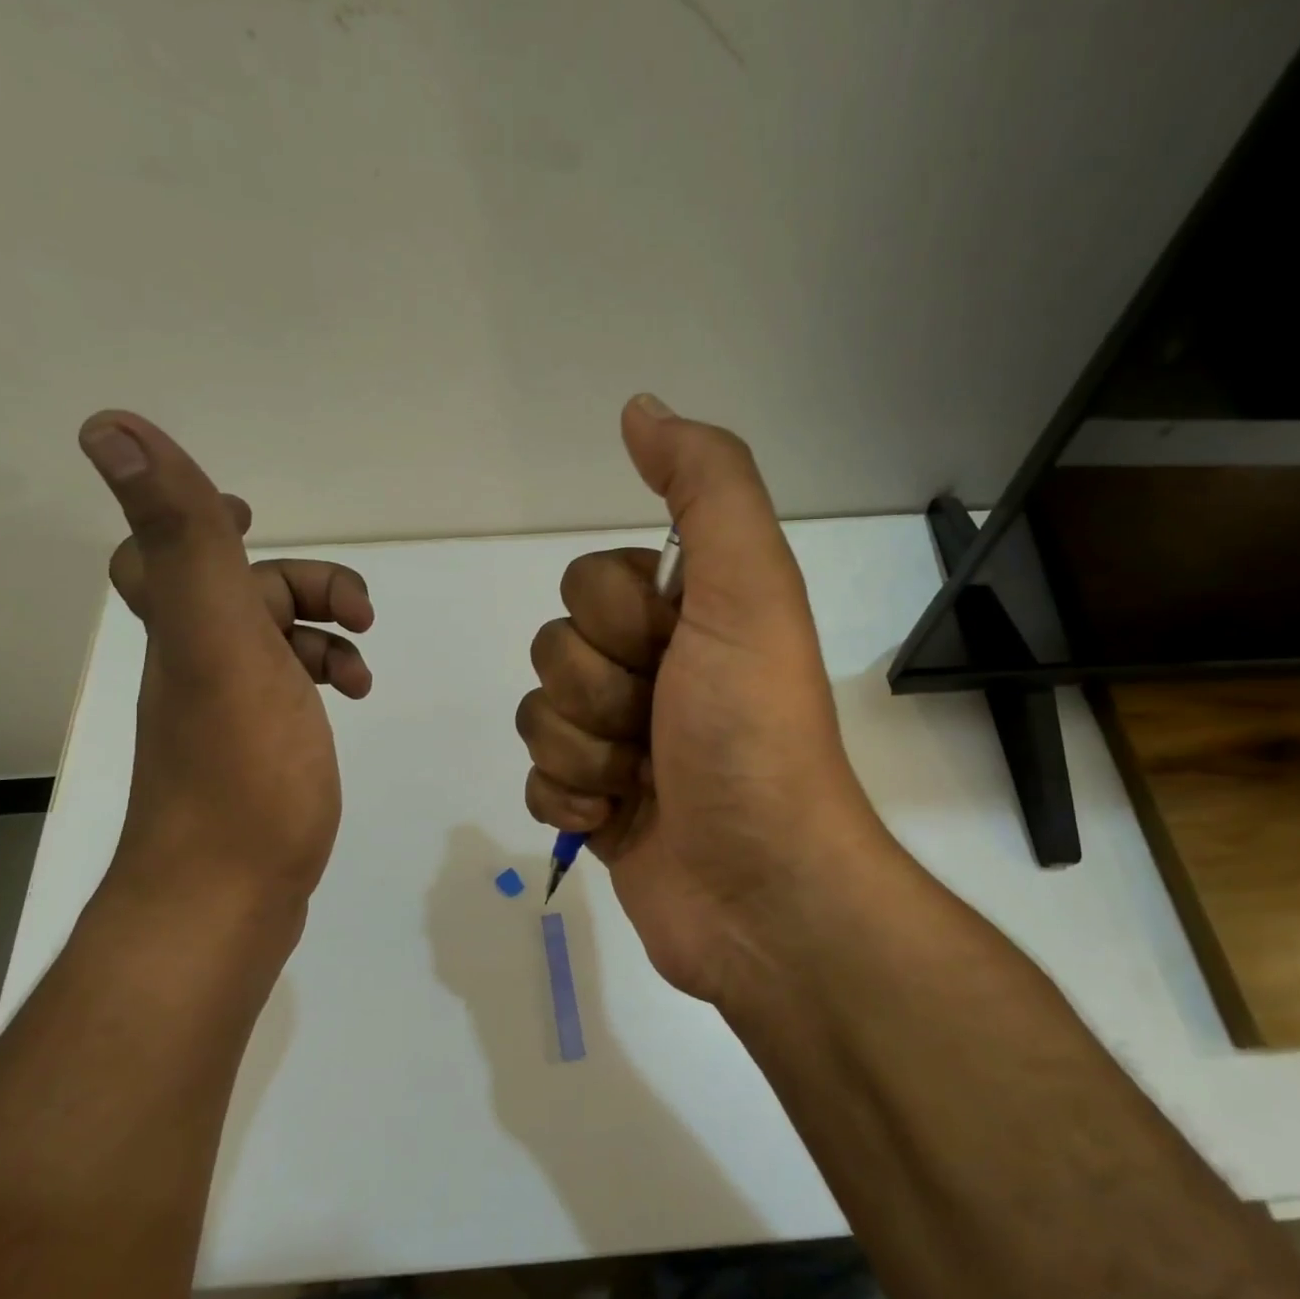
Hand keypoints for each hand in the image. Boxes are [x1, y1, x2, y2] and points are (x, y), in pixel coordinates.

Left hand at [79, 411, 373, 931]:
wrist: (229, 896)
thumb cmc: (240, 769)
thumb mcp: (220, 641)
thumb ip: (185, 540)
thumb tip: (109, 425)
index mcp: (185, 632)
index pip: (164, 554)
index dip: (197, 520)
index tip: (252, 515)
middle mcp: (195, 667)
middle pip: (239, 597)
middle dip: (304, 587)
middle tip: (357, 613)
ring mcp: (227, 716)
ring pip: (272, 647)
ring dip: (322, 637)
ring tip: (360, 666)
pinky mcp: (258, 757)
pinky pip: (288, 695)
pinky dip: (321, 682)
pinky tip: (349, 700)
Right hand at [515, 395, 889, 1005]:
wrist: (761, 889)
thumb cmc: (752, 734)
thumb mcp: (748, 590)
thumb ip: (707, 488)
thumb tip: (641, 409)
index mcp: (687, 618)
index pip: (588, 584)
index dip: (617, 621)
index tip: (670, 655)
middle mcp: (655, 673)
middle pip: (555, 648)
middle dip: (598, 694)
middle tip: (660, 728)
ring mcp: (623, 745)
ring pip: (539, 715)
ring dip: (585, 754)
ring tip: (643, 785)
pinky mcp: (599, 808)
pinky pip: (538, 780)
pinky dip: (570, 802)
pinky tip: (615, 821)